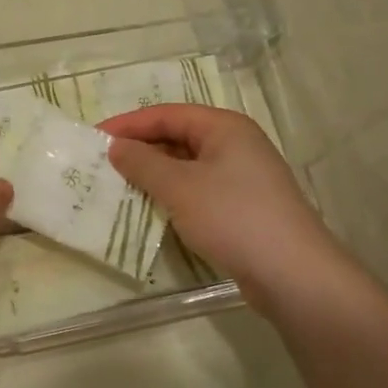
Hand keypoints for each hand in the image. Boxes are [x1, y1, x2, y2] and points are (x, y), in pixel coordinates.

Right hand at [103, 105, 348, 313]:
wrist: (293, 274)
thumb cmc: (233, 217)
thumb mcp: (180, 187)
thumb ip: (143, 163)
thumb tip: (116, 147)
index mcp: (224, 127)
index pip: (167, 114)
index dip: (129, 124)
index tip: (94, 138)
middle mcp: (236, 144)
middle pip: (178, 136)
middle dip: (140, 148)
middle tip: (102, 163)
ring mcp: (243, 177)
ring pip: (187, 165)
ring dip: (154, 173)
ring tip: (118, 185)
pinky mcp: (243, 206)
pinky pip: (198, 189)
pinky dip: (173, 194)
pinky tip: (152, 208)